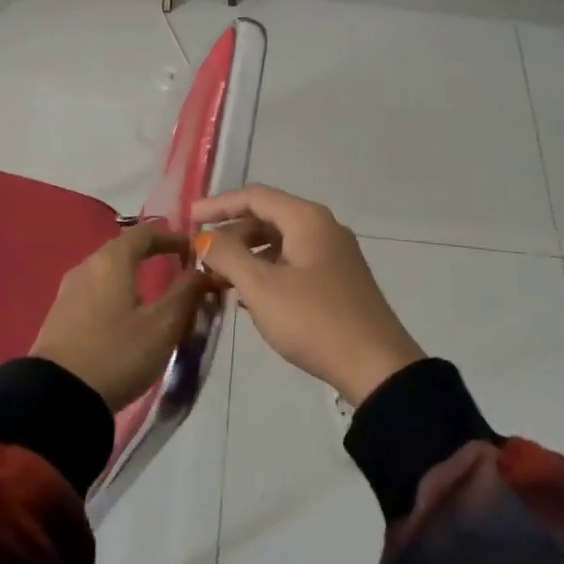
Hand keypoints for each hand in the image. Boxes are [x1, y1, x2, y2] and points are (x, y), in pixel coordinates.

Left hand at [30, 227, 209, 410]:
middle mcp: (86, 266)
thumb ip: (186, 293)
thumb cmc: (117, 354)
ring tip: (157, 306)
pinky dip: (117, 298)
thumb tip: (202, 271)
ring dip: (135, 281)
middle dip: (154, 259)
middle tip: (180, 279)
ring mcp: (68, 291)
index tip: (194, 253)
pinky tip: (127, 323)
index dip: (172, 237)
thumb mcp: (162, 326)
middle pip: (125, 251)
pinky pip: (95, 294)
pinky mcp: (59, 316)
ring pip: (109, 274)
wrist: (56, 399)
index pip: (145, 232)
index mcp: (111, 260)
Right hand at [191, 186, 423, 406]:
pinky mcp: (337, 279)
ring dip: (247, 256)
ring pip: (280, 243)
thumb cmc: (314, 320)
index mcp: (307, 219)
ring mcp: (333, 254)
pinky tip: (247, 296)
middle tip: (201, 258)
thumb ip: (228, 256)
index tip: (188, 219)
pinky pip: (293, 262)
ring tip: (217, 280)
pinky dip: (266, 271)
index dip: (218, 205)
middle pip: (267, 217)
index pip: (254, 196)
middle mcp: (323, 227)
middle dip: (231, 235)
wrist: (376, 366)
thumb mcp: (262, 288)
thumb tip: (206, 238)